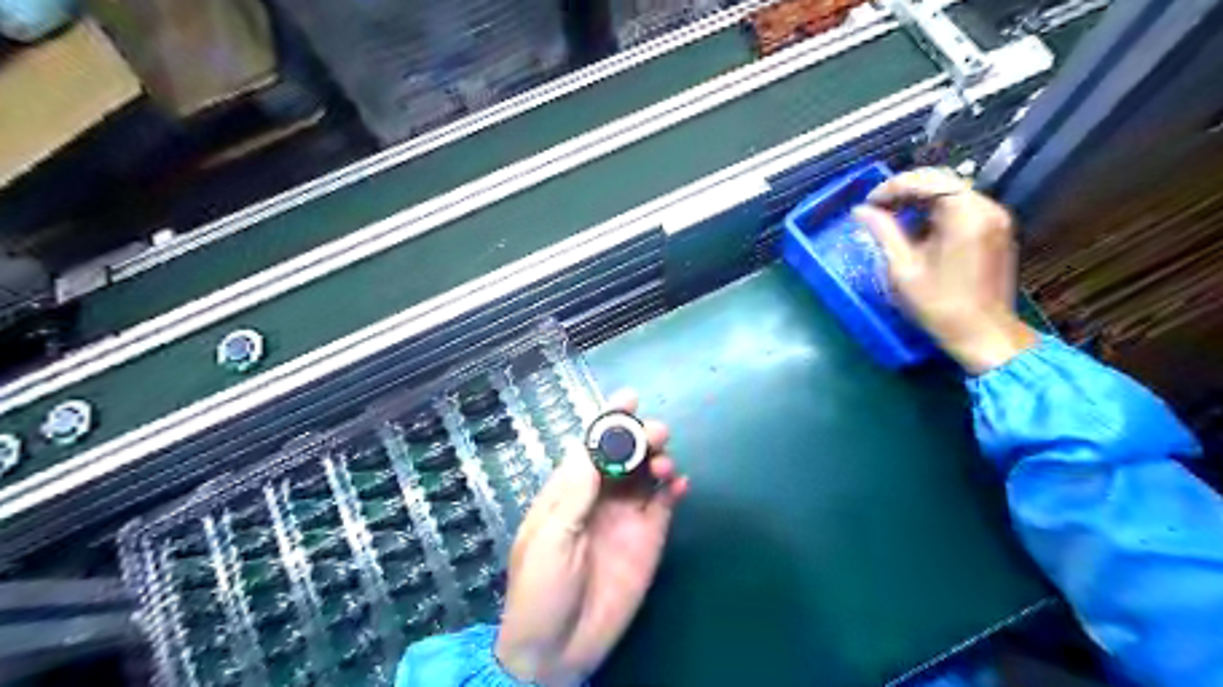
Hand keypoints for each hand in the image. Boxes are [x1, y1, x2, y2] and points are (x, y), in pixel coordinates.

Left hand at [495, 389, 685, 684]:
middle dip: (639, 436)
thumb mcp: (549, 537)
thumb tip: (595, 445)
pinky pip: (665, 504)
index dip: (609, 421)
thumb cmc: (541, 589)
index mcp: (568, 491)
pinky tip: (680, 484)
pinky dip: (675, 489)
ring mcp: (626, 516)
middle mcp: (600, 496)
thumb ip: (574, 493)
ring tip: (664, 464)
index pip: (590, 446)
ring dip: (658, 459)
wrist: (557, 650)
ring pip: (647, 473)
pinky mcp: (649, 538)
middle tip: (656, 433)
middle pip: (624, 454)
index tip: (629, 397)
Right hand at [854, 167, 1039, 374]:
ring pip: (952, 194)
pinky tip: (918, 231)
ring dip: (921, 201)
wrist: (983, 334)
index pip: (926, 180)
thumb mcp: (902, 268)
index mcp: (965, 214)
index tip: (868, 204)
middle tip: (877, 210)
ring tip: (893, 220)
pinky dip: (937, 212)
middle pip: (942, 182)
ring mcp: (995, 219)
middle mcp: (986, 208)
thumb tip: (861, 210)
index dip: (892, 187)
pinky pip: (963, 208)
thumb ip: (883, 232)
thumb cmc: (939, 304)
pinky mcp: (996, 231)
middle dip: (906, 191)